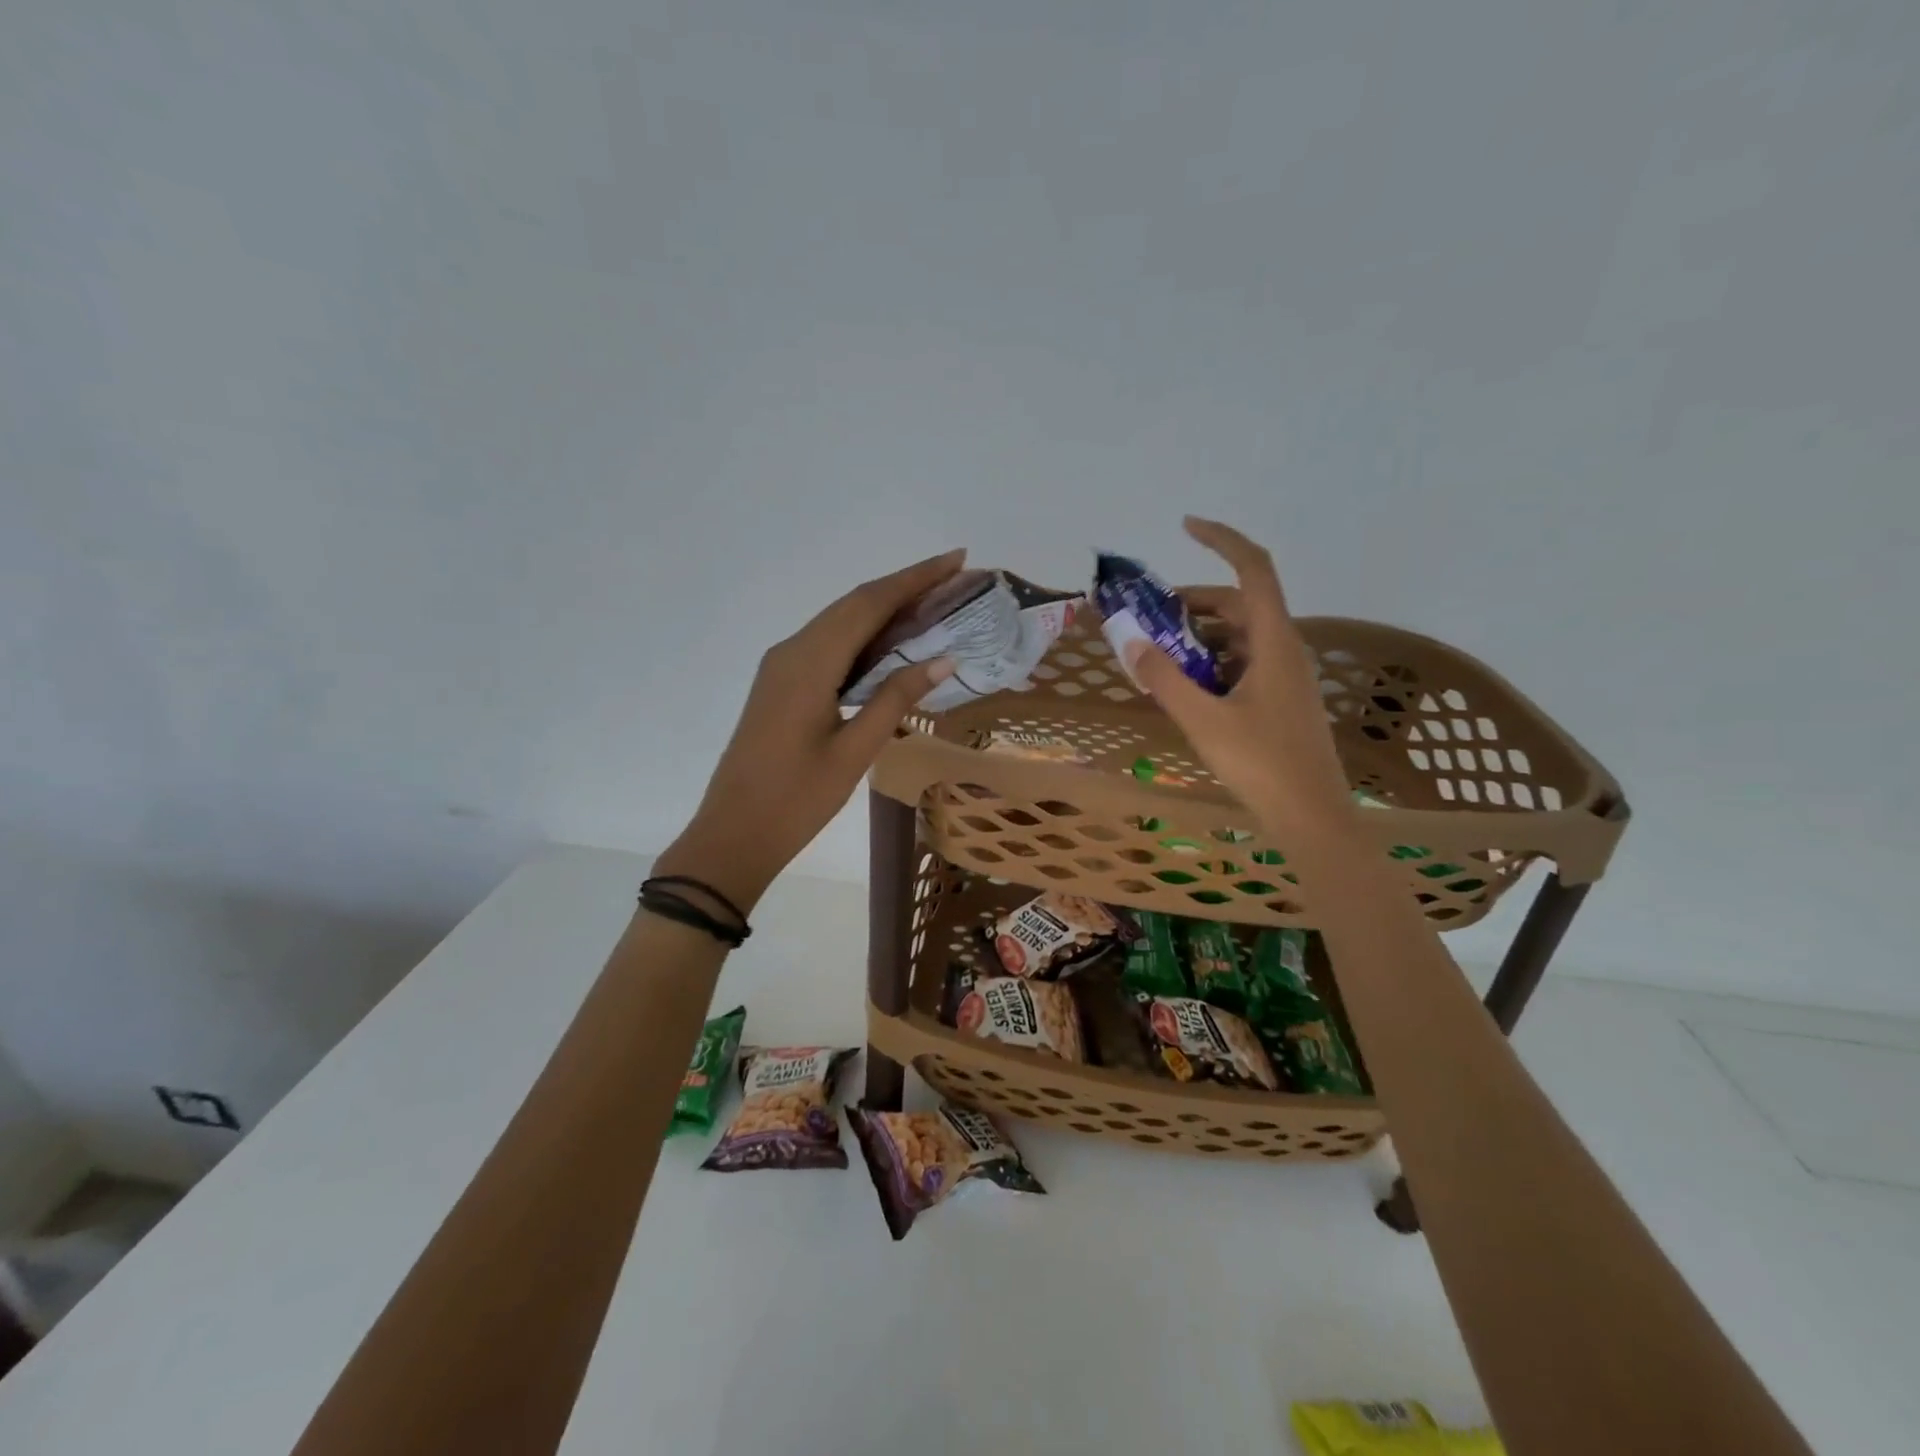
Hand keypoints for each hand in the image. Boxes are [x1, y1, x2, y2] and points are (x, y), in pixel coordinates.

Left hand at [654, 550, 966, 911]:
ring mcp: (782, 666)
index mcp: (808, 662)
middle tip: (954, 580)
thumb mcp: (854, 752)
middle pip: (854, 605)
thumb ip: (896, 699)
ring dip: (885, 610)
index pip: (869, 604)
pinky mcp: (781, 683)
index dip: (915, 579)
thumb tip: (943, 659)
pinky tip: (892, 645)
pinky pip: (828, 645)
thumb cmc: (796, 800)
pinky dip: (865, 636)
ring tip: (934, 606)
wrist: (732, 834)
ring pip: (840, 622)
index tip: (956, 560)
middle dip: (905, 587)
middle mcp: (792, 651)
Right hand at [1126, 518, 1353, 829]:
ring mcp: (1283, 676)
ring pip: (1239, 636)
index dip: (1223, 540)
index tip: (1186, 526)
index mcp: (1273, 642)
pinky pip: (1242, 663)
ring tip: (1159, 655)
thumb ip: (1165, 679)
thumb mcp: (1203, 720)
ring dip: (1199, 636)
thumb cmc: (1261, 764)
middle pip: (1240, 603)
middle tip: (1150, 617)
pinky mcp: (1279, 699)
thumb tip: (1130, 643)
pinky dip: (1211, 663)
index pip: (1254, 569)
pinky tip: (1185, 688)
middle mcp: (1283, 649)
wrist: (1311, 816)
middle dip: (1194, 602)